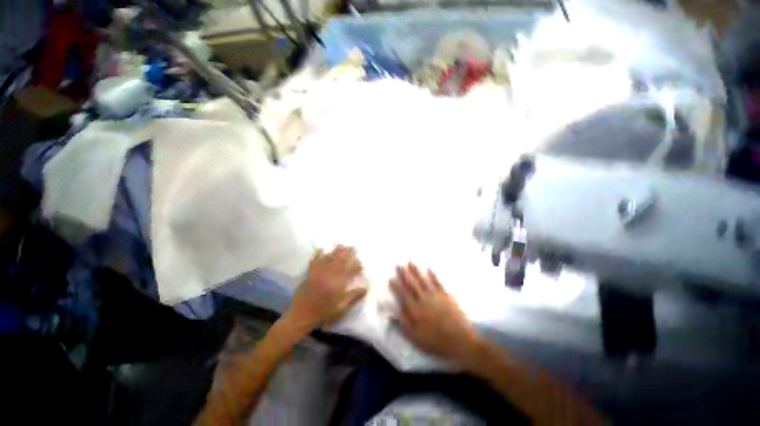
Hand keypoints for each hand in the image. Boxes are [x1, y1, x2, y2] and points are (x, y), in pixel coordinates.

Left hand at [284, 246, 366, 334]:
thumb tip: (366, 288)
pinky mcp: (309, 273)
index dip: (356, 266)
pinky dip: (318, 254)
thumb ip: (353, 297)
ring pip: (329, 258)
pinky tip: (321, 249)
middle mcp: (328, 275)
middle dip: (348, 253)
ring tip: (342, 245)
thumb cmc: (323, 313)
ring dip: (336, 251)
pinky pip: (314, 260)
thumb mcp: (341, 308)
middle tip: (353, 247)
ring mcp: (318, 273)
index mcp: (337, 284)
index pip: (349, 270)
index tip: (361, 264)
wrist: (301, 316)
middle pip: (340, 260)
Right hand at [390, 264, 482, 365]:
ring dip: (416, 271)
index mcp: (415, 310)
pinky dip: (433, 275)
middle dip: (404, 274)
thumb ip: (403, 324)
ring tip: (410, 262)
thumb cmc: (436, 342)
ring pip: (423, 280)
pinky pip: (437, 282)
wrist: (460, 341)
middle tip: (398, 264)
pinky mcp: (446, 295)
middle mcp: (423, 299)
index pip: (403, 294)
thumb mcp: (415, 338)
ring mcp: (435, 296)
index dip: (396, 286)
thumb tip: (391, 313)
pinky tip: (429, 269)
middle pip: (412, 284)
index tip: (391, 278)